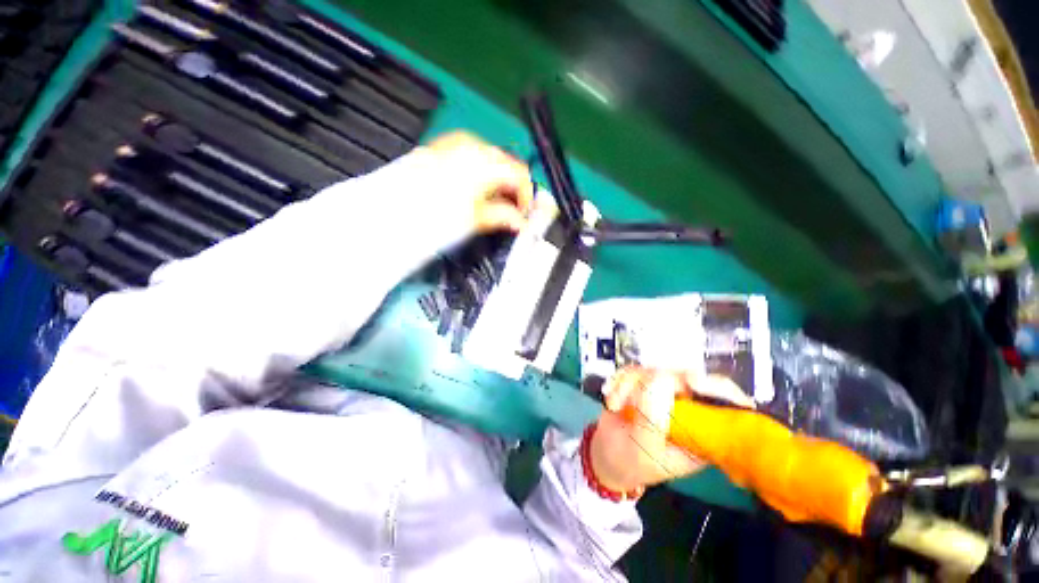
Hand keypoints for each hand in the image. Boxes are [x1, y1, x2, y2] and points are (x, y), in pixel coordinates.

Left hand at [414, 131, 534, 234]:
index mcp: (486, 161)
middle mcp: (473, 145)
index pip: (520, 175)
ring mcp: (454, 143)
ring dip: (495, 180)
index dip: (526, 197)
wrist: (394, 206)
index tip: (523, 214)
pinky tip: (471, 189)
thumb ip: (504, 217)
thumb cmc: (433, 212)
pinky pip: (469, 155)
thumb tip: (521, 222)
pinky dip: (477, 172)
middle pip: (506, 164)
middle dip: (510, 189)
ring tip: (489, 203)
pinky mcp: (441, 147)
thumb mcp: (476, 219)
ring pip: (488, 159)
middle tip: (508, 211)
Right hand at [589, 368, 752, 491]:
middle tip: (627, 396)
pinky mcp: (645, 384)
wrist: (605, 455)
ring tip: (614, 404)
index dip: (716, 388)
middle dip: (648, 383)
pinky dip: (619, 379)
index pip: (725, 405)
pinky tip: (610, 395)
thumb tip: (659, 381)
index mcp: (702, 433)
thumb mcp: (643, 448)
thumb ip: (652, 418)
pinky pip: (635, 369)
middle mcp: (689, 410)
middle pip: (684, 377)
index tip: (693, 382)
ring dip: (627, 384)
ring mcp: (666, 394)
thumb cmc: (629, 462)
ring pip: (654, 370)